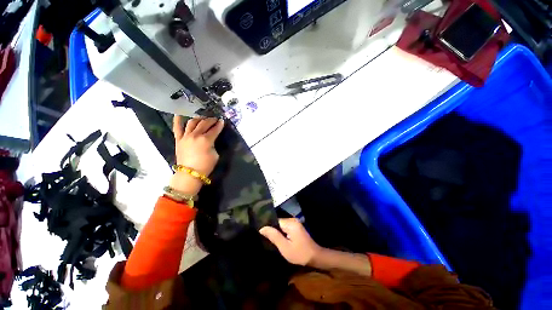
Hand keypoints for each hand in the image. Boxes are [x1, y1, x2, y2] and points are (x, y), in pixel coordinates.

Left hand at [169, 116, 223, 194]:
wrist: (189, 175)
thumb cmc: (204, 167)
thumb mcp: (215, 156)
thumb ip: (213, 145)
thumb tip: (211, 140)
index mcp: (206, 140)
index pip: (215, 129)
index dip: (219, 124)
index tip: (222, 121)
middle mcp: (196, 135)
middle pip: (204, 123)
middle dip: (211, 120)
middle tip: (214, 119)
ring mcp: (186, 136)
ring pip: (192, 122)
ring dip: (198, 118)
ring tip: (202, 118)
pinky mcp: (178, 139)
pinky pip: (177, 127)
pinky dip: (177, 119)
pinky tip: (178, 113)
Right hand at [259, 218, 321, 265]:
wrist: (315, 258)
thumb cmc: (299, 253)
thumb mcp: (284, 246)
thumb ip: (273, 236)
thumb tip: (262, 228)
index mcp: (290, 223)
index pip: (273, 221)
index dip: (266, 227)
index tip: (259, 234)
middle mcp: (293, 221)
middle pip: (277, 224)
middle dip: (270, 231)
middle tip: (261, 238)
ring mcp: (296, 226)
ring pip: (280, 228)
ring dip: (275, 234)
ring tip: (266, 240)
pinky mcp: (297, 231)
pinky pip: (285, 230)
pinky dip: (280, 235)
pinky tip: (275, 241)